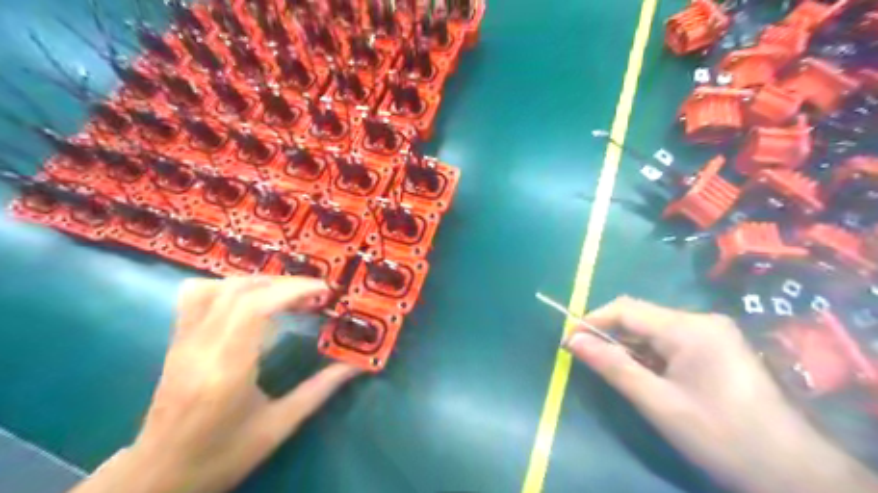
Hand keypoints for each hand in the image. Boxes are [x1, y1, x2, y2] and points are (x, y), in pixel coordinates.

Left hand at [73, 278, 361, 492]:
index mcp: (227, 370)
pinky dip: (227, 286)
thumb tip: (357, 365)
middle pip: (241, 291)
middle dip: (284, 284)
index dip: (293, 290)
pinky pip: (195, 296)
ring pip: (217, 287)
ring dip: (258, 282)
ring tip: (286, 294)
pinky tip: (248, 298)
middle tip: (314, 294)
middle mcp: (201, 348)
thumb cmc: (222, 455)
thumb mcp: (279, 427)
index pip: (256, 308)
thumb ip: (320, 390)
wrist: (158, 476)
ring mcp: (183, 342)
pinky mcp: (176, 342)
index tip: (324, 291)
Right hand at [563, 296, 877, 491]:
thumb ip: (613, 366)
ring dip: (630, 346)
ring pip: (655, 329)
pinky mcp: (719, 346)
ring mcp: (713, 332)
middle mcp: (702, 320)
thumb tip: (572, 340)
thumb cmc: (721, 437)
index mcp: (689, 328)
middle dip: (611, 334)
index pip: (627, 309)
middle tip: (588, 359)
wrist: (794, 474)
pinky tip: (646, 375)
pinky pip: (672, 340)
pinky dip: (651, 354)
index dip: (593, 321)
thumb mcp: (658, 403)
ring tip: (614, 370)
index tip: (569, 341)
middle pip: (641, 316)